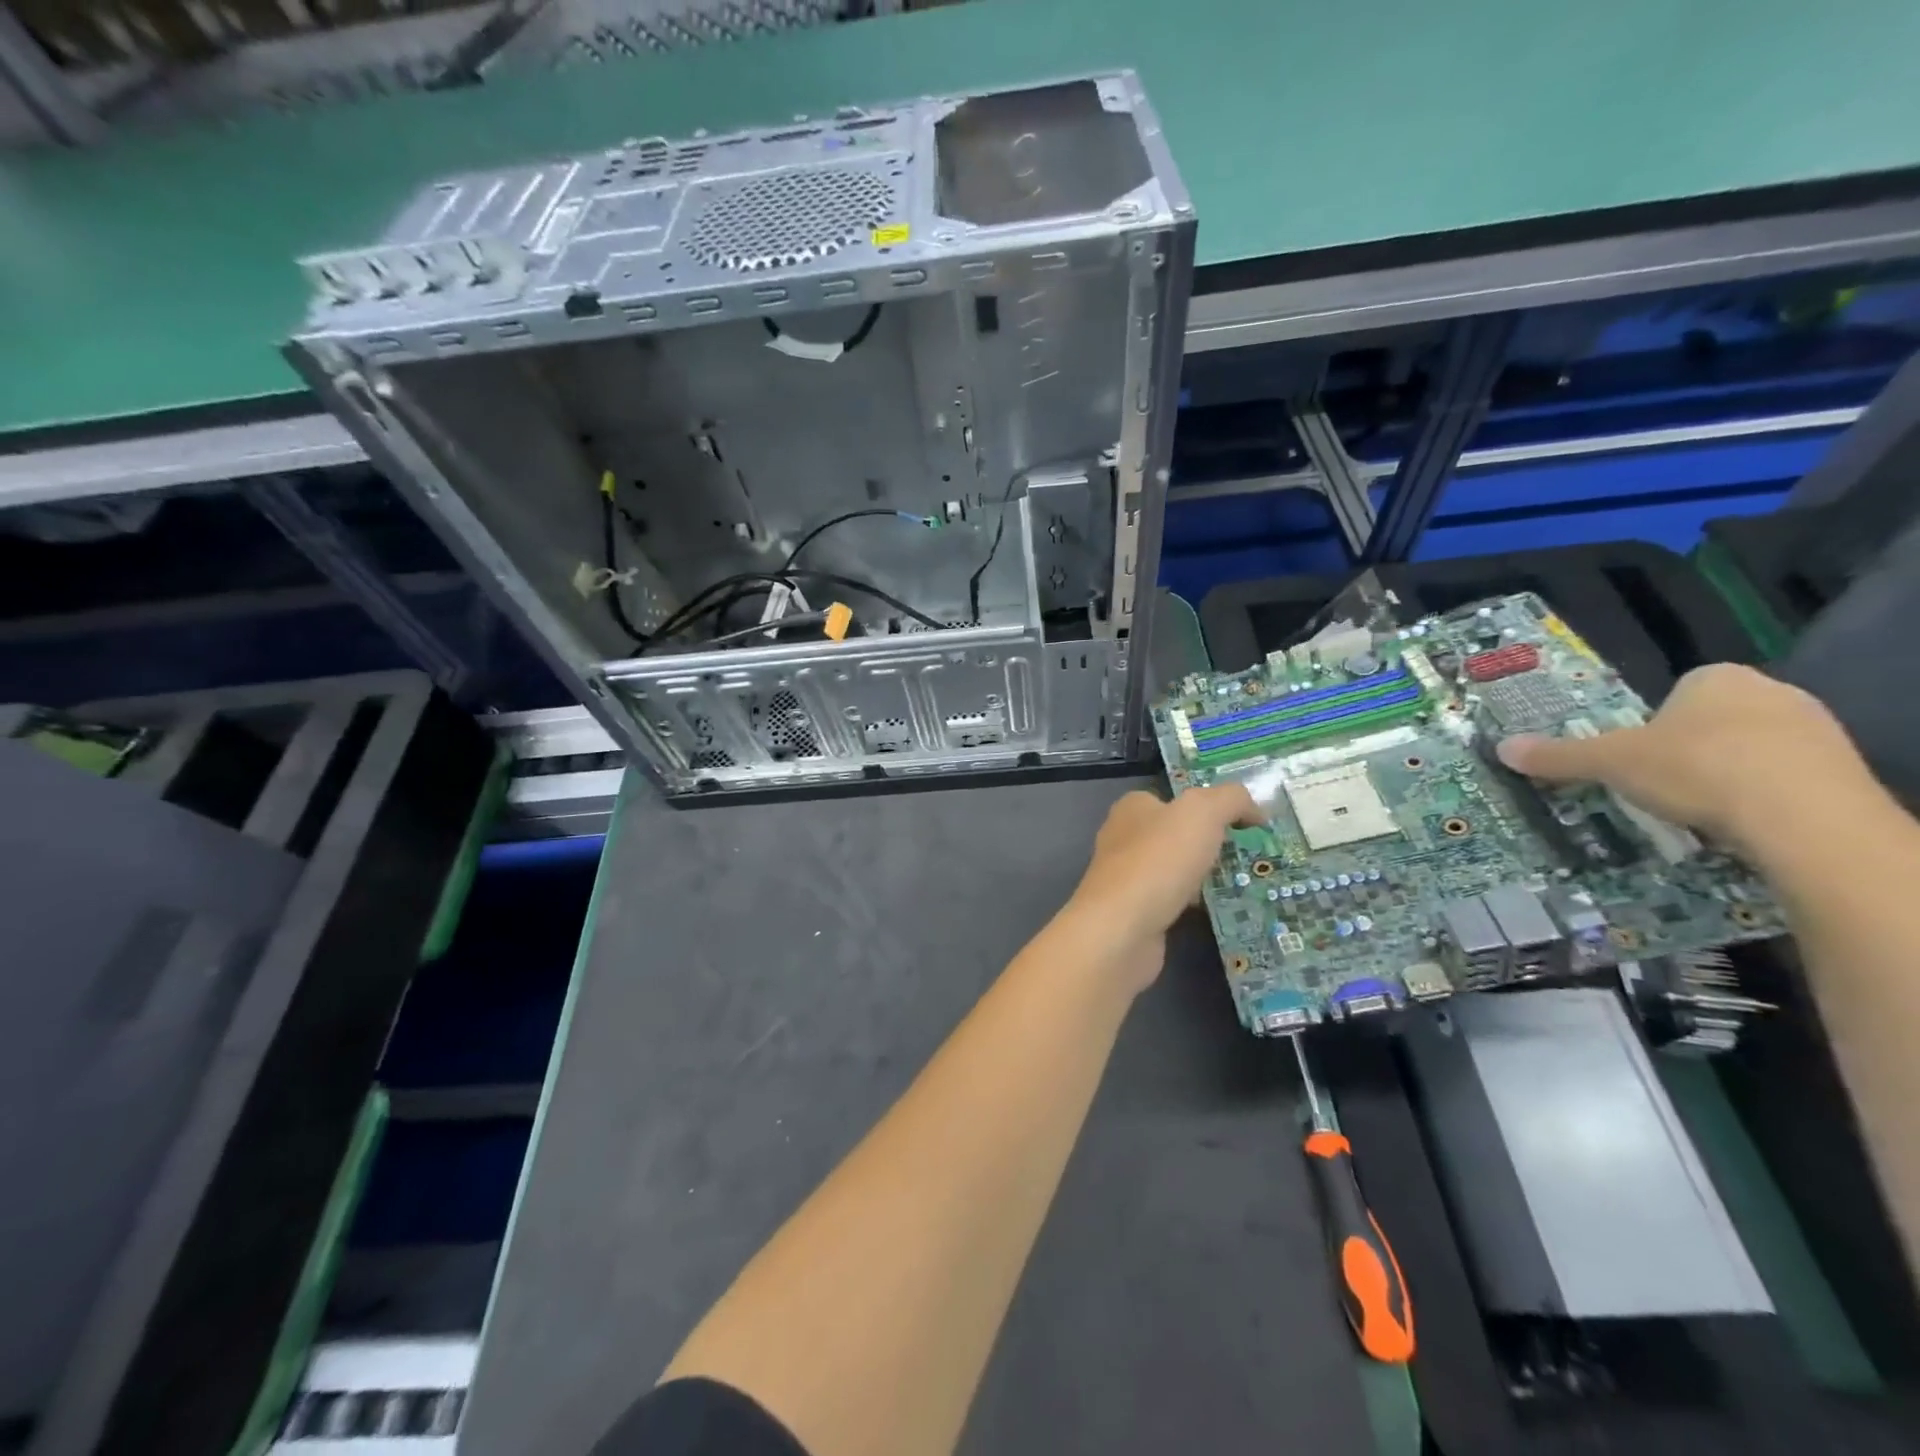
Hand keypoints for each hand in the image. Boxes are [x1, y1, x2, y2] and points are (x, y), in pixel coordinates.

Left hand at [1062, 784, 1259, 990]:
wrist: (1122, 929)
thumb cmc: (1159, 859)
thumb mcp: (1202, 812)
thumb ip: (1231, 800)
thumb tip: (1254, 809)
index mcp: (1132, 808)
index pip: (1172, 800)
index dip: (1208, 807)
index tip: (1244, 824)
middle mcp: (1123, 839)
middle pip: (1175, 835)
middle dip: (1209, 844)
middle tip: (1249, 855)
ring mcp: (1126, 878)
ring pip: (1174, 870)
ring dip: (1203, 876)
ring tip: (1243, 883)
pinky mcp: (1133, 912)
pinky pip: (1172, 901)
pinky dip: (1193, 905)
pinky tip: (1217, 911)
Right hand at [1495, 662, 1873, 854]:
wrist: (1804, 816)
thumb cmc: (1696, 769)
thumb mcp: (1611, 763)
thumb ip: (1560, 756)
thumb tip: (1502, 748)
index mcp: (1715, 678)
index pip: (1677, 692)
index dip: (1654, 724)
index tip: (1640, 756)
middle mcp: (1771, 691)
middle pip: (1713, 719)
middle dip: (1690, 748)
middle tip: (1663, 783)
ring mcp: (1816, 728)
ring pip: (1752, 748)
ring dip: (1727, 773)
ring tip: (1701, 808)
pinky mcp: (1844, 768)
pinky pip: (1788, 776)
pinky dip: (1763, 795)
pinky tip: (1745, 820)